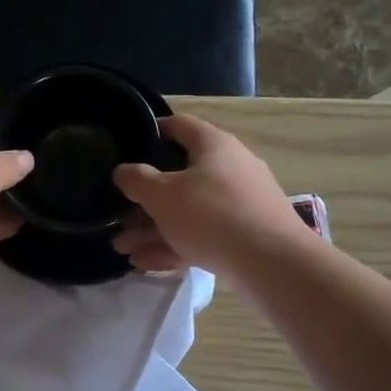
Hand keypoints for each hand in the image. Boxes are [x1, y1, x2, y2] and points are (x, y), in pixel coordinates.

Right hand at [112, 114, 312, 275]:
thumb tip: (123, 171)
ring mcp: (240, 203)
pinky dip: (175, 246)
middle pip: (179, 177)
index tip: (127, 147)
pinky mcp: (245, 235)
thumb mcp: (162, 195)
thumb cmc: (211, 214)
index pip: (178, 126)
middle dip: (144, 200)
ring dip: (154, 228)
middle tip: (117, 216)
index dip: (151, 132)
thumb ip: (136, 180)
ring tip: (123, 249)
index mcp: (214, 145)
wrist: (272, 263)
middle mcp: (230, 168)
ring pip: (188, 211)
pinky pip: (202, 235)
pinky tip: (146, 264)